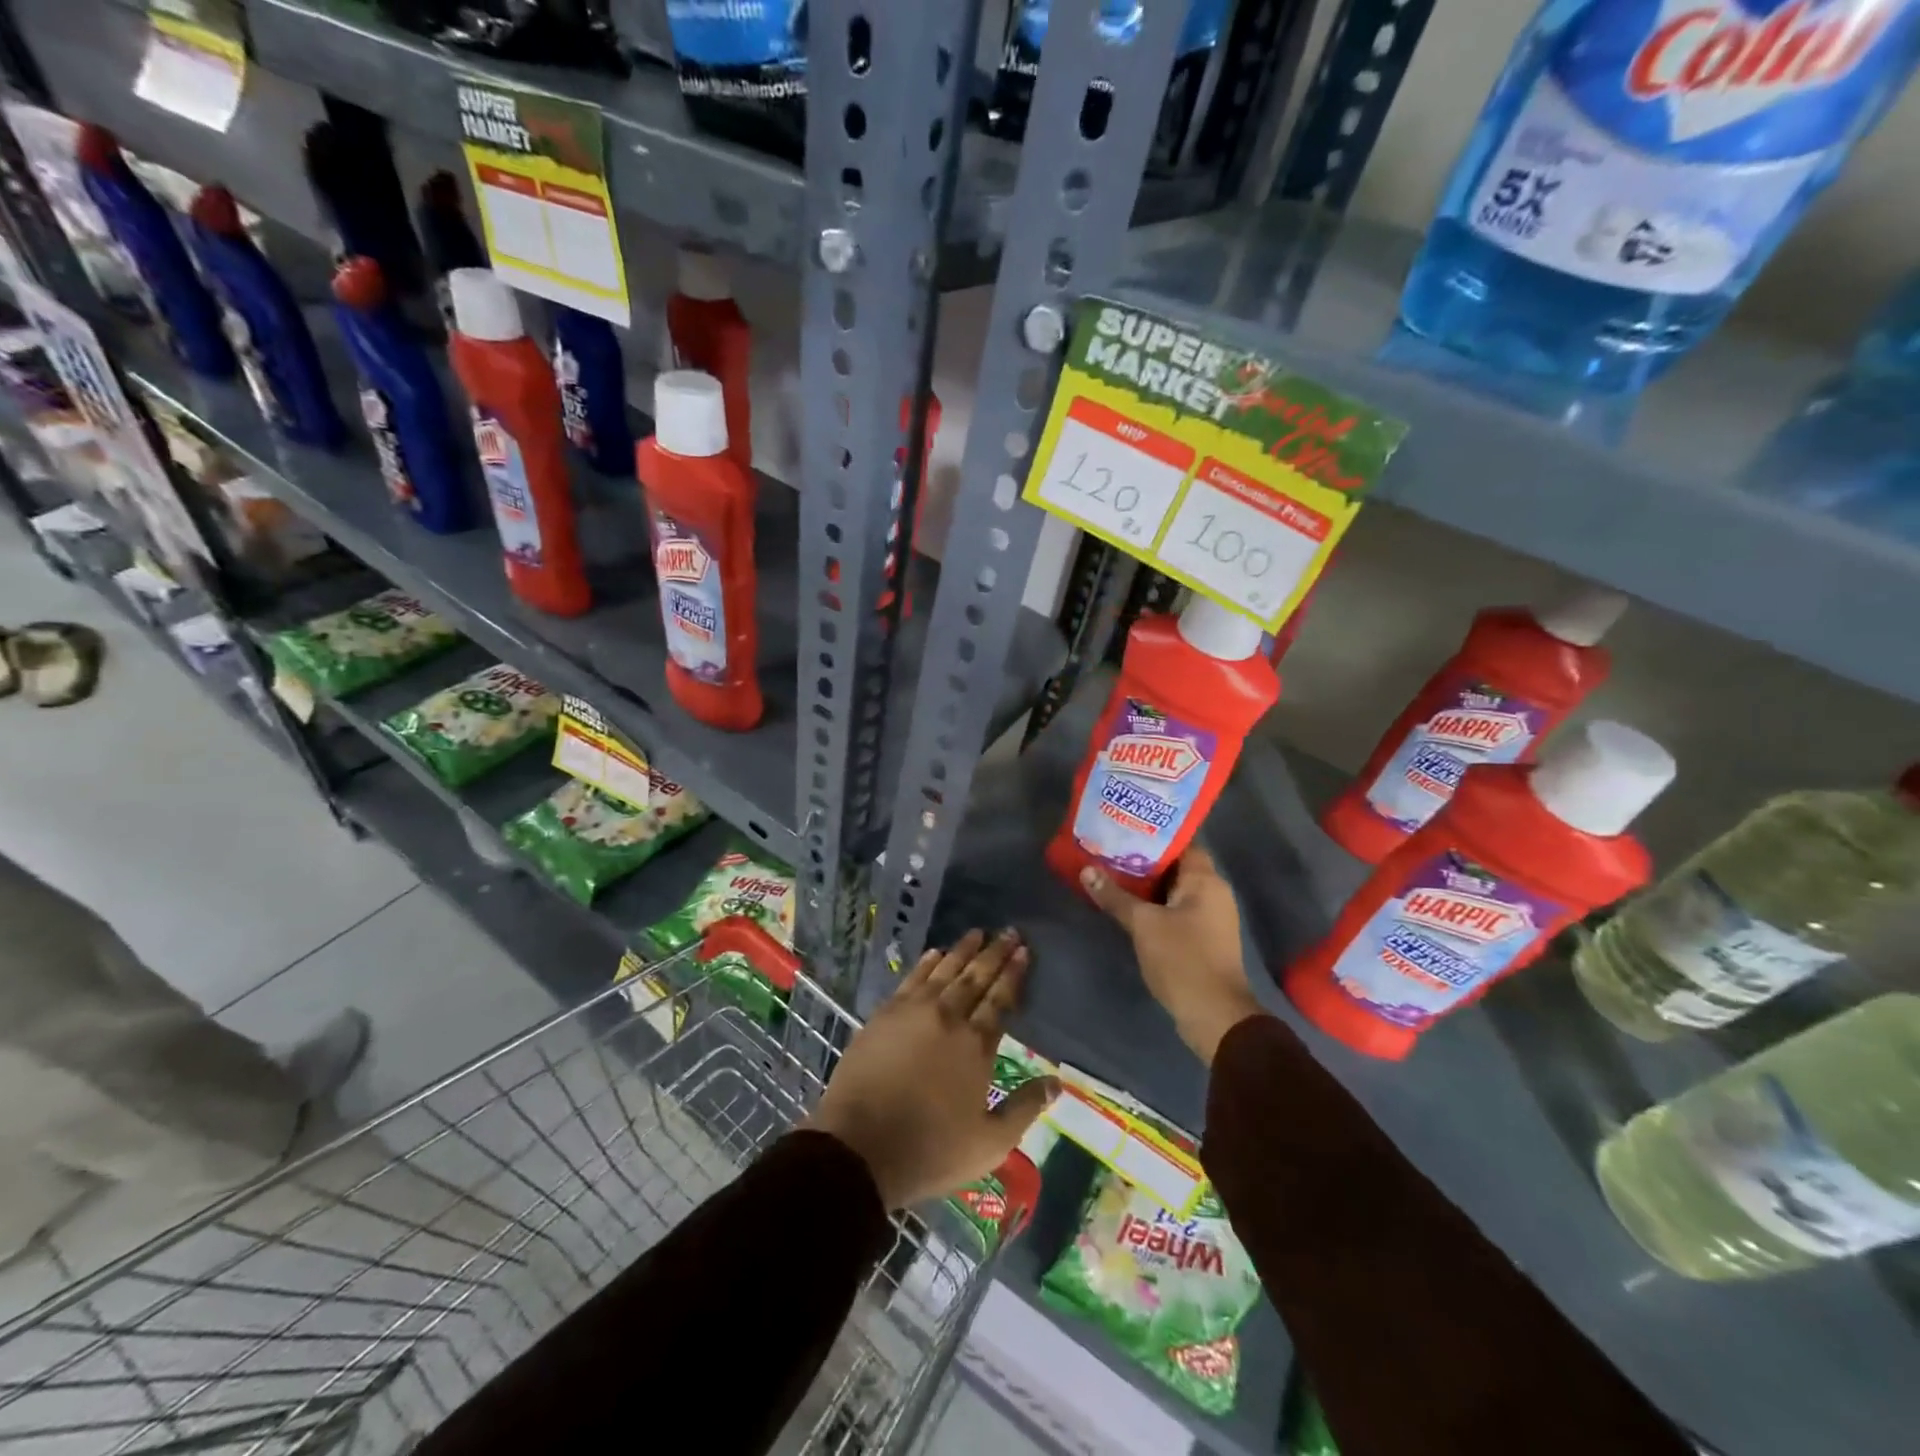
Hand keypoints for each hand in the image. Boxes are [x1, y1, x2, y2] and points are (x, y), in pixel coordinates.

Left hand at [809, 928, 1058, 1209]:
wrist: (858, 1147)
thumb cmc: (930, 1150)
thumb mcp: (989, 1143)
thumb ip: (1024, 1108)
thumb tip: (1057, 1082)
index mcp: (975, 1046)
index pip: (1000, 999)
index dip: (1013, 974)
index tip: (1023, 950)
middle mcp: (947, 1018)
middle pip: (975, 977)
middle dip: (994, 953)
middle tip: (1009, 931)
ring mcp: (913, 1012)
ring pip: (944, 971)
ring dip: (962, 950)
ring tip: (977, 933)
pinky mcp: (884, 1015)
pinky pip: (912, 978)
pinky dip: (926, 963)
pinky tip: (935, 952)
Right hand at [1081, 847, 1263, 1063]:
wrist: (1214, 1015)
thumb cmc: (1182, 959)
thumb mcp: (1143, 925)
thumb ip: (1115, 897)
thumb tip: (1087, 870)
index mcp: (1206, 881)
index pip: (1182, 842)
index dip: (1154, 834)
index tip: (1124, 828)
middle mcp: (1214, 893)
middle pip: (1177, 866)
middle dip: (1144, 859)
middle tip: (1110, 850)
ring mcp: (1211, 918)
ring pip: (1175, 890)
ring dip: (1148, 884)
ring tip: (1112, 873)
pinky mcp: (1204, 938)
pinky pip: (1177, 910)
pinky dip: (1155, 905)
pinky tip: (1129, 906)